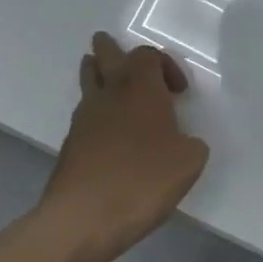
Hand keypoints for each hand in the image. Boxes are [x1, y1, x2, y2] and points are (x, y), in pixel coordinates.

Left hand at [40, 33, 210, 257]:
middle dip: (110, 50)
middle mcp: (110, 95)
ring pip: (88, 82)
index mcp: (141, 90)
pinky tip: (106, 130)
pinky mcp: (71, 145)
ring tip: (101, 73)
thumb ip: (191, 144)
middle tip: (108, 44)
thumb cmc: (143, 180)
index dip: (164, 65)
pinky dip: (95, 112)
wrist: (83, 218)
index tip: (179, 92)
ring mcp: (84, 119)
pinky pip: (84, 114)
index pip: (147, 55)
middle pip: (105, 57)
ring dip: (96, 74)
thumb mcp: (189, 162)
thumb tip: (182, 142)